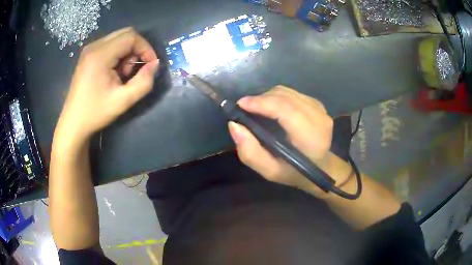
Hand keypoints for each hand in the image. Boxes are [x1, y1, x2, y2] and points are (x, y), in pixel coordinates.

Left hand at [55, 27, 158, 140]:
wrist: (73, 123)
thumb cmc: (95, 113)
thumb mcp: (123, 101)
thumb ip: (144, 82)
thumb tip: (154, 65)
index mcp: (100, 54)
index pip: (131, 37)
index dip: (146, 48)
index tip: (150, 66)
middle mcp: (94, 46)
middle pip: (125, 34)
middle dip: (137, 49)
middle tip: (135, 70)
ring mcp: (89, 50)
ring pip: (118, 39)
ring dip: (127, 53)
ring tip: (122, 75)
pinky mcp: (88, 56)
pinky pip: (110, 46)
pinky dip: (118, 55)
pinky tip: (113, 73)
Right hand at [228, 86, 350, 196]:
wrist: (320, 166)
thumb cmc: (294, 171)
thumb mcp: (269, 171)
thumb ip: (250, 152)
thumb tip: (234, 125)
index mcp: (311, 139)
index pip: (286, 110)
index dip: (262, 103)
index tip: (241, 104)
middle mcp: (320, 120)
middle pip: (285, 97)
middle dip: (261, 99)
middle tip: (245, 108)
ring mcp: (321, 109)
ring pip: (287, 92)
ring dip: (268, 97)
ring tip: (257, 108)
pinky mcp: (317, 104)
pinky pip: (292, 93)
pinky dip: (277, 97)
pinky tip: (272, 107)